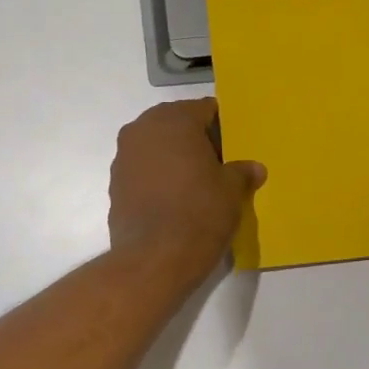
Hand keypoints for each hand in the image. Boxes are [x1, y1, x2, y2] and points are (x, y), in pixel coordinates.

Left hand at [109, 99, 264, 283]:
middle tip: (221, 162)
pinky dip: (160, 177)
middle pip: (177, 124)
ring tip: (199, 182)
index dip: (223, 125)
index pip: (204, 109)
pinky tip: (177, 198)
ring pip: (157, 147)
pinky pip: (144, 170)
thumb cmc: (200, 212)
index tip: (236, 144)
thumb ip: (242, 172)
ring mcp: (124, 157)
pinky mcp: (115, 184)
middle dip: (197, 140)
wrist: (154, 259)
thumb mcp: (232, 190)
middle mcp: (143, 129)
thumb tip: (254, 169)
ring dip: (176, 158)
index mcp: (174, 120)